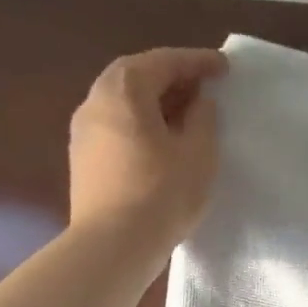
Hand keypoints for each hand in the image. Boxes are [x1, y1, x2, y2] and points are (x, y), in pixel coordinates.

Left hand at [67, 48, 226, 244]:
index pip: (165, 61)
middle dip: (172, 76)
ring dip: (155, 99)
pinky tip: (161, 138)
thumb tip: (199, 102)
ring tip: (185, 112)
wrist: (113, 245)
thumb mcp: (198, 152)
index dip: (198, 62)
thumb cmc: (162, 193)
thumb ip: (203, 118)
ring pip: (123, 100)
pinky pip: (116, 123)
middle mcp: (96, 100)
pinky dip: (140, 119)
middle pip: (137, 75)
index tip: (225, 68)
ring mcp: (84, 129)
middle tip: (203, 85)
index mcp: (125, 90)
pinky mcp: (83, 156)